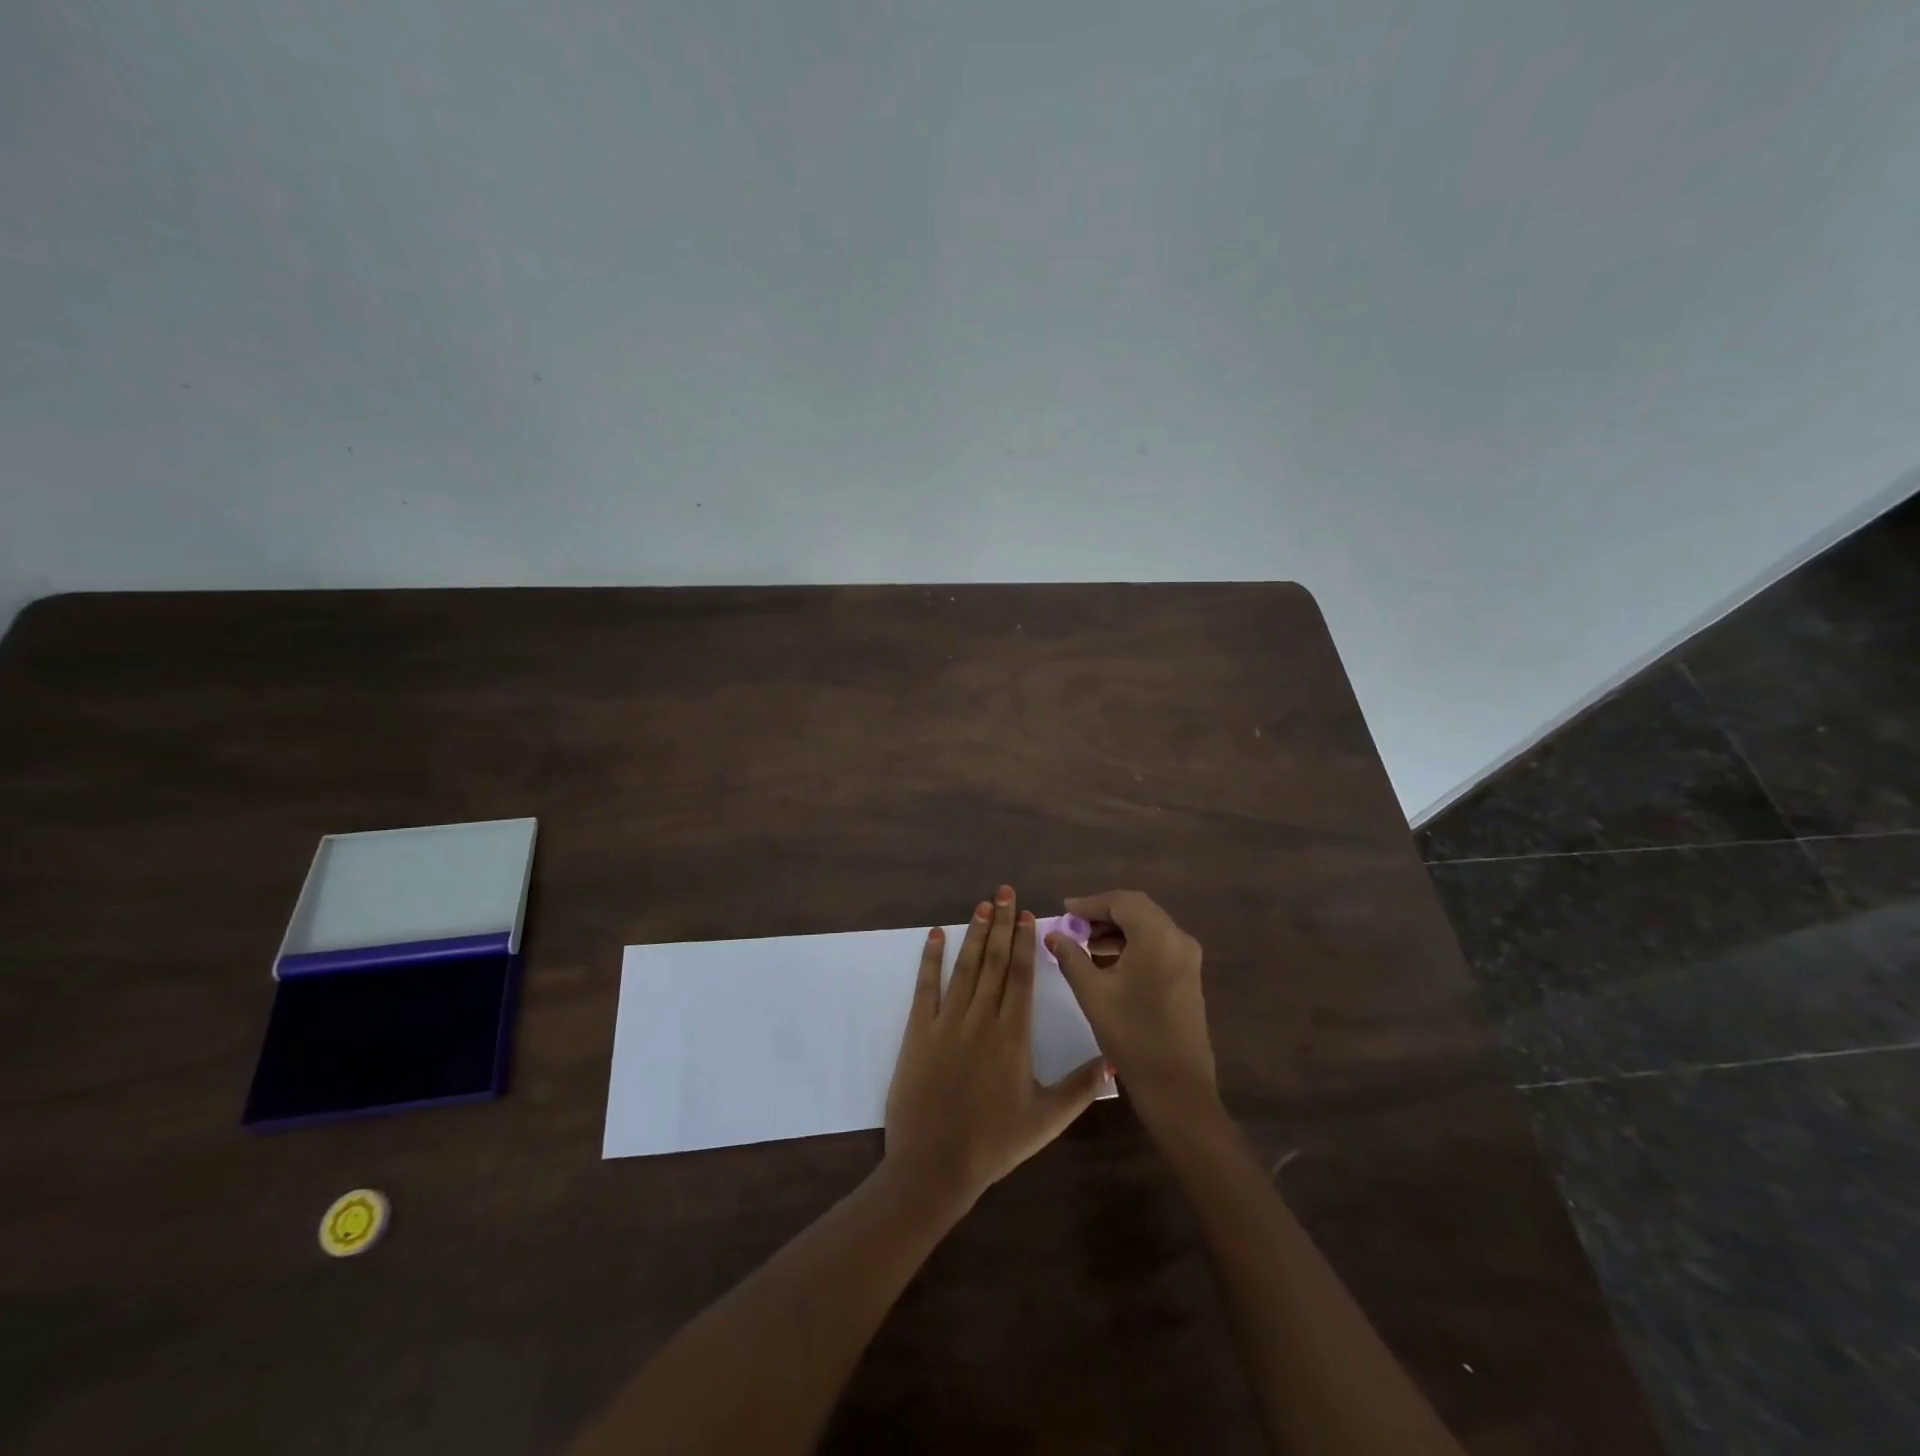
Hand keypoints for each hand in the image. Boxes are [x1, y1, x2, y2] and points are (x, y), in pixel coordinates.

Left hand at [884, 886, 1109, 1208]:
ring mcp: (947, 1021)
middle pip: (996, 961)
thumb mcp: (1046, 1120)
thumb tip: (1114, 1062)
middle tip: (1006, 891)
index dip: (1026, 942)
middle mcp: (982, 1018)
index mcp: (1013, 1035)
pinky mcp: (918, 1031)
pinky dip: (930, 958)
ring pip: (965, 967)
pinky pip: (926, 986)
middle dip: (1003, 924)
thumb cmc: (993, 1143)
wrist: (934, 1165)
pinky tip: (935, 934)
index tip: (1029, 914)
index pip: (1022, 976)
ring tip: (983, 904)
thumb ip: (1080, 1088)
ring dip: (975, 933)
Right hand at [1048, 890, 1216, 1119]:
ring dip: (1117, 930)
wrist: (1176, 1085)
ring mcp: (1187, 957)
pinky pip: (1157, 945)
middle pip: (1137, 909)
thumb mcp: (1092, 992)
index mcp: (1156, 935)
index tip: (1064, 910)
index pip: (1120, 901)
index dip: (1089, 903)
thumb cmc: (1131, 1033)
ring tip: (1085, 944)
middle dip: (1103, 914)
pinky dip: (1132, 944)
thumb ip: (1071, 956)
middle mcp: (1178, 938)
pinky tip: (1108, 962)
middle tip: (1073, 925)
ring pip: (1148, 927)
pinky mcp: (1188, 975)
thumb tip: (1054, 934)